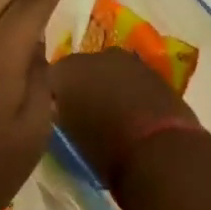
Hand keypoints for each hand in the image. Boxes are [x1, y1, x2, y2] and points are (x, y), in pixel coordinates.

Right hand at [48, 47, 199, 191]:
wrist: (161, 152)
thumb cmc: (107, 153)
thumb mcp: (69, 139)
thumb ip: (61, 117)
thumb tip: (60, 112)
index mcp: (65, 72)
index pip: (49, 78)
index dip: (52, 97)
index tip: (55, 115)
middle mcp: (94, 57)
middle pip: (81, 69)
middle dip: (81, 87)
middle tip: (82, 114)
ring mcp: (127, 60)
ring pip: (109, 71)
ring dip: (108, 86)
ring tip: (110, 115)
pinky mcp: (154, 70)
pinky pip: (133, 78)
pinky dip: (131, 91)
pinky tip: (134, 114)